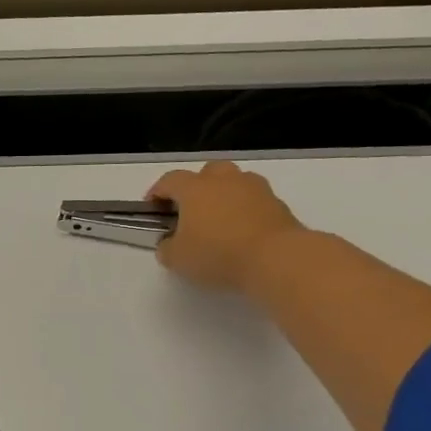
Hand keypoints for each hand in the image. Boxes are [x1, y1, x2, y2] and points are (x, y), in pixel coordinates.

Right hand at [148, 161, 307, 293]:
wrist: (277, 258)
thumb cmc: (217, 253)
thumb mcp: (177, 259)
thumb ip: (167, 247)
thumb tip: (169, 243)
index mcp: (194, 188)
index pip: (169, 180)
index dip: (158, 191)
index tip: (153, 207)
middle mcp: (224, 180)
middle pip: (207, 171)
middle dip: (197, 185)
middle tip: (191, 208)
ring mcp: (255, 189)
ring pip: (235, 181)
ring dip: (225, 194)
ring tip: (220, 219)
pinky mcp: (278, 204)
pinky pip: (255, 200)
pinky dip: (246, 209)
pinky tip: (243, 231)